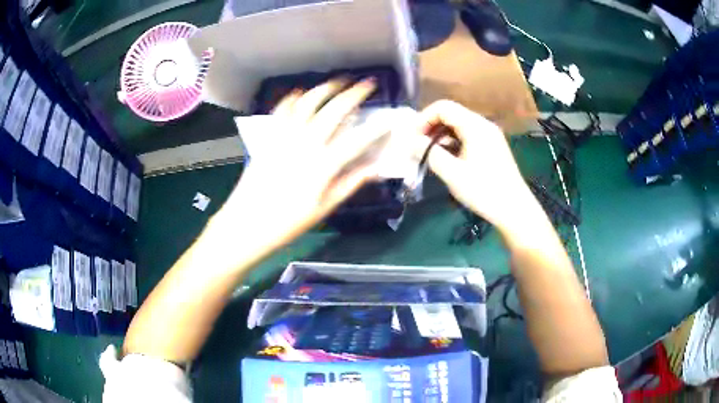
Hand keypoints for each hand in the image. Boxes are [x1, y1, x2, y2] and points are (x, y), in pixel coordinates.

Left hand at [217, 79, 389, 248]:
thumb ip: (350, 183)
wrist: (248, 222)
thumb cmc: (289, 221)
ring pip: (308, 103)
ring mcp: (285, 136)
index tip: (388, 119)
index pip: (357, 139)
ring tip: (338, 82)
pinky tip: (301, 93)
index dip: (376, 128)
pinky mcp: (269, 137)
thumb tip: (374, 169)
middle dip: (354, 94)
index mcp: (324, 164)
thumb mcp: (325, 207)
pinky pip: (282, 110)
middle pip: (334, 110)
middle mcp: (306, 143)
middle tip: (367, 84)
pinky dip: (293, 98)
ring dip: (325, 89)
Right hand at [416, 100, 535, 231]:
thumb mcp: (453, 174)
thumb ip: (429, 153)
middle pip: (451, 114)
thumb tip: (411, 141)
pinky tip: (448, 159)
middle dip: (431, 127)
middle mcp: (483, 124)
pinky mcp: (492, 146)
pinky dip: (453, 142)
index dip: (424, 118)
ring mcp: (490, 135)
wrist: (515, 210)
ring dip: (441, 135)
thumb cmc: (484, 191)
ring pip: (459, 125)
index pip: (443, 107)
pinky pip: (468, 135)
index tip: (413, 138)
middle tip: (418, 147)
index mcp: (475, 126)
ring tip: (430, 155)